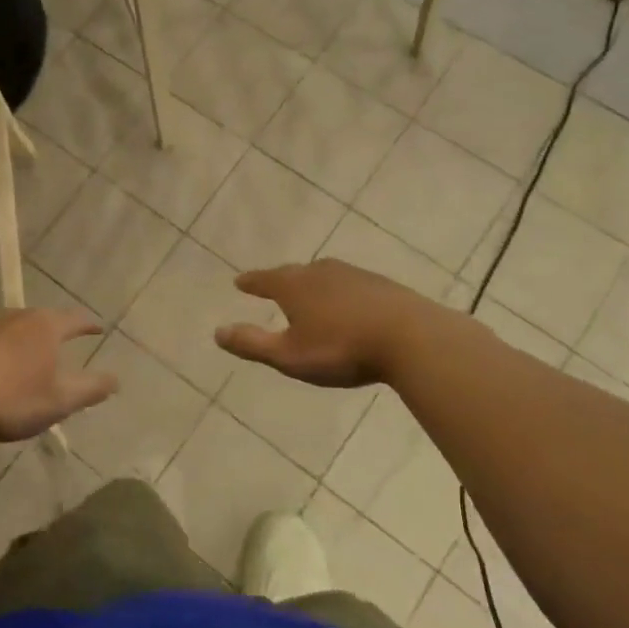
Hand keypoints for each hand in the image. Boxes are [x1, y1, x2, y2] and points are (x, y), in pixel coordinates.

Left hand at [0, 308, 116, 442]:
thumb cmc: (10, 399)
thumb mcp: (58, 401)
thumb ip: (90, 389)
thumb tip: (116, 379)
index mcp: (44, 327)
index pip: (74, 319)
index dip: (89, 325)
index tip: (98, 328)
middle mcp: (16, 318)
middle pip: (44, 318)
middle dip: (57, 329)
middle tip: (67, 340)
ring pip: (17, 327)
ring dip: (29, 339)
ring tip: (35, 353)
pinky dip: (5, 349)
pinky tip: (1, 366)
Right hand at [215, 259, 445, 387]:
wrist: (411, 338)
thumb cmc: (342, 348)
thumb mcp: (289, 355)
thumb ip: (252, 344)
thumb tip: (217, 332)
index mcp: (294, 286)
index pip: (264, 280)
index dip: (251, 283)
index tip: (239, 282)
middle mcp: (320, 272)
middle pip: (294, 273)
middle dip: (281, 281)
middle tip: (272, 286)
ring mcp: (354, 275)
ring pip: (324, 276)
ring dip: (312, 285)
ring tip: (308, 294)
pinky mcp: (381, 285)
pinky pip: (349, 285)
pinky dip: (340, 293)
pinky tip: (347, 305)